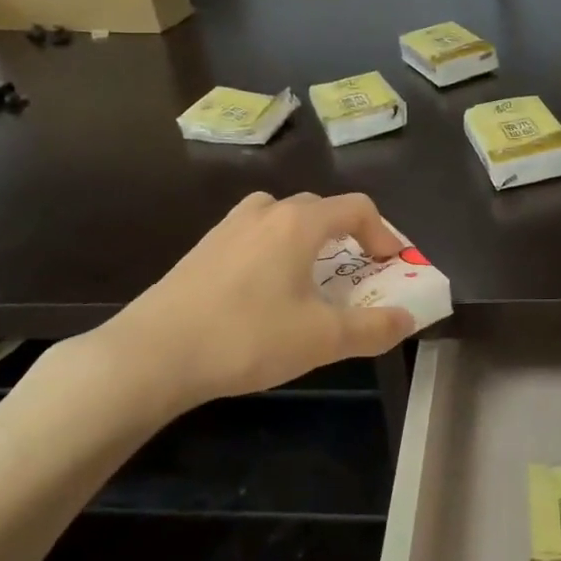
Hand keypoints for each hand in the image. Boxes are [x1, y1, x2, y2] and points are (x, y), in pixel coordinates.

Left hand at [70, 192, 416, 419]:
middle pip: (320, 210)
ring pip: (283, 220)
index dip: (384, 233)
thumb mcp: (321, 339)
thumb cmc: (247, 337)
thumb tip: (407, 320)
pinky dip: (275, 252)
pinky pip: (255, 236)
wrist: (153, 353)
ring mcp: (229, 227)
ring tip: (311, 280)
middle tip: (356, 275)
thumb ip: (373, 328)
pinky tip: (265, 294)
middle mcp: (265, 212)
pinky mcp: (203, 248)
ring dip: (308, 242)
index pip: (357, 207)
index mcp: (298, 222)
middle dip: (348, 238)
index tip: (390, 266)